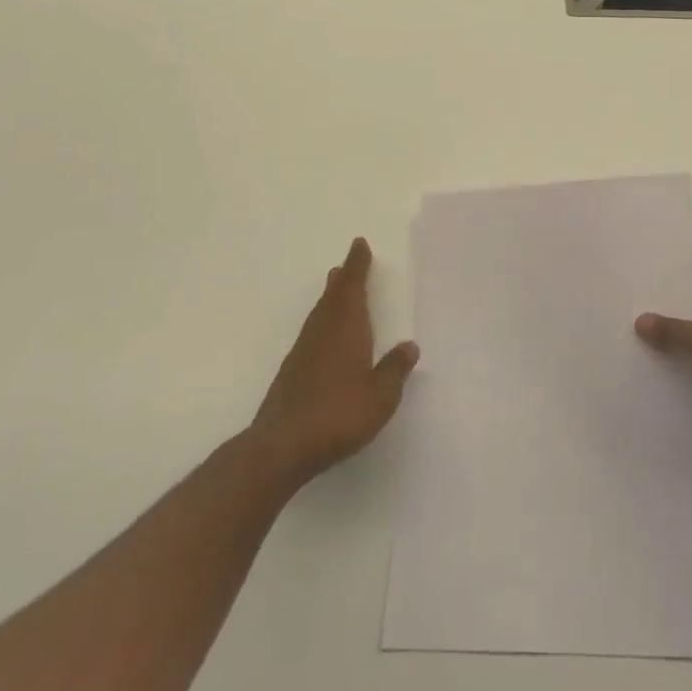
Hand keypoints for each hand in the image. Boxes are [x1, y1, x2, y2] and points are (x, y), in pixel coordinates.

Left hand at [251, 238, 418, 487]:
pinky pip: (312, 332)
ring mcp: (303, 351)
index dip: (357, 266)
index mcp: (347, 329)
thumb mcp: (381, 396)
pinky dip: (322, 321)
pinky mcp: (292, 371)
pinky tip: (325, 335)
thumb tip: (409, 346)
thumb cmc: (339, 414)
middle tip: (349, 263)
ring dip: (330, 297)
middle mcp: (323, 332)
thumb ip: (395, 370)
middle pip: (333, 296)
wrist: (282, 445)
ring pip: (320, 313)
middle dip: (343, 278)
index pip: (353, 288)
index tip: (359, 245)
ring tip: (336, 287)